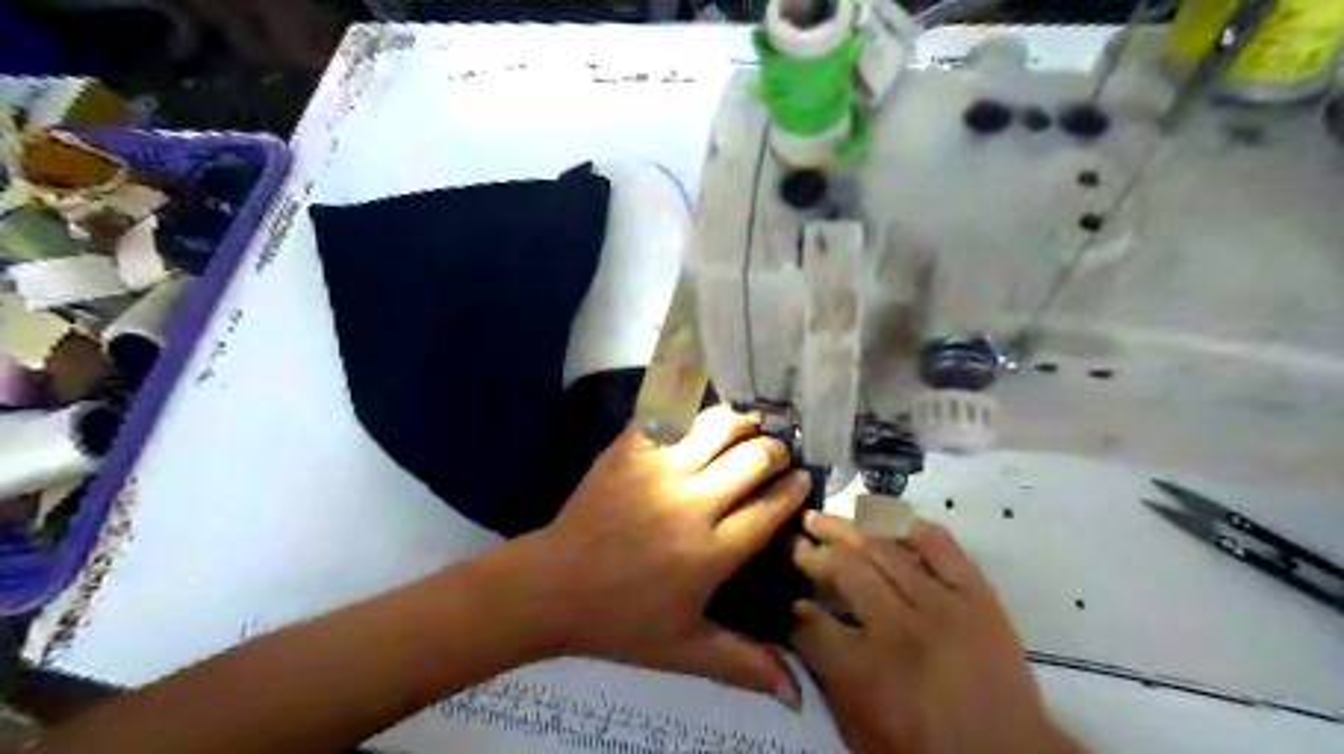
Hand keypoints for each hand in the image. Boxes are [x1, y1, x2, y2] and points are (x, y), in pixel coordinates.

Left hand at [521, 406, 808, 706]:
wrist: (553, 586)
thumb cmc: (621, 621)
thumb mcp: (684, 650)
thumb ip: (743, 664)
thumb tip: (796, 695)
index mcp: (711, 551)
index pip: (771, 507)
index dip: (794, 488)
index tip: (802, 478)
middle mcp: (692, 503)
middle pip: (753, 458)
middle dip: (775, 451)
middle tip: (776, 454)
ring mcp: (657, 470)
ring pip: (716, 425)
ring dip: (739, 422)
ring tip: (745, 427)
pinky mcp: (628, 451)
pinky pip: (669, 415)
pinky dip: (690, 412)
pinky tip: (697, 419)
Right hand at [791, 514, 1077, 752]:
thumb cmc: (924, 749)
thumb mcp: (859, 728)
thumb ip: (824, 674)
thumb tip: (799, 623)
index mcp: (866, 672)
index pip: (812, 622)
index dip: (793, 607)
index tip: (788, 597)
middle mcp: (899, 628)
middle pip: (845, 571)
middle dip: (812, 554)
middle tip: (796, 541)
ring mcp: (942, 606)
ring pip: (884, 550)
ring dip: (847, 531)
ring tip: (823, 518)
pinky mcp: (977, 595)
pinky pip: (942, 546)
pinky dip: (913, 529)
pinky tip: (890, 522)